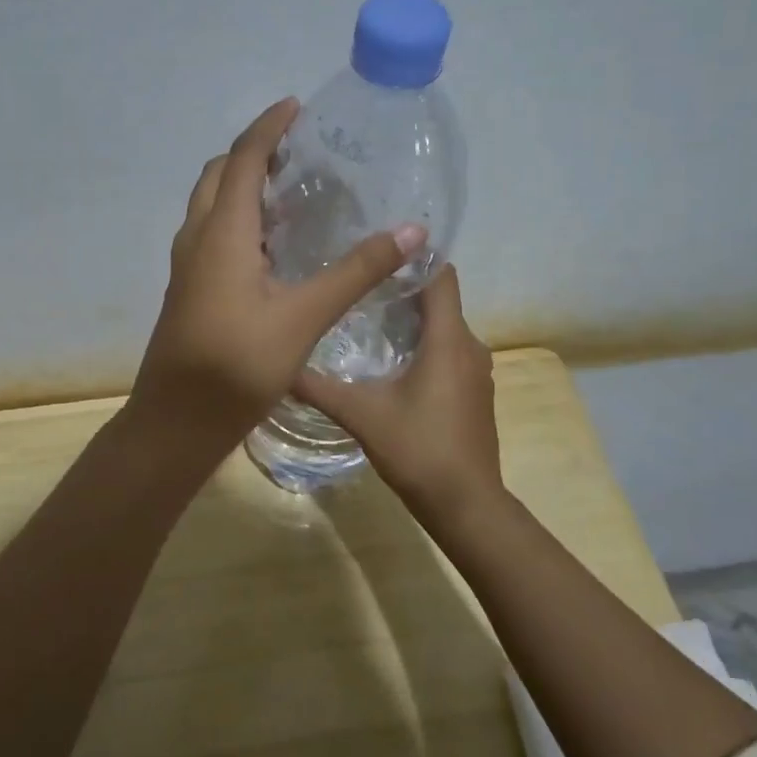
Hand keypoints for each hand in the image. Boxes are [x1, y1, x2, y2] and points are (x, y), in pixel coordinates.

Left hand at [128, 98, 424, 456]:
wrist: (177, 420)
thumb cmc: (237, 365)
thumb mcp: (303, 317)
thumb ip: (356, 272)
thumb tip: (411, 231)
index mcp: (221, 233)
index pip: (242, 160)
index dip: (268, 128)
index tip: (296, 106)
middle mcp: (197, 239)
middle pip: (218, 176)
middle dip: (252, 153)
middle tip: (297, 151)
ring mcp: (187, 266)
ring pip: (210, 206)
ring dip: (241, 186)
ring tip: (289, 190)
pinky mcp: (189, 290)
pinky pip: (211, 234)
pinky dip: (237, 219)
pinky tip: (271, 246)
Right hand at [293, 265, 503, 525]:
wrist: (466, 504)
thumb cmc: (418, 450)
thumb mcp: (361, 415)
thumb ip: (319, 388)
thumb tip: (279, 365)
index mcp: (448, 339)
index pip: (441, 276)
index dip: (414, 258)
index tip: (376, 251)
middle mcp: (470, 346)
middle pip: (439, 301)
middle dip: (401, 289)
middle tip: (355, 284)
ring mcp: (476, 372)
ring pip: (443, 329)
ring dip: (411, 321)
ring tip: (365, 318)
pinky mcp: (474, 393)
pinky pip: (449, 353)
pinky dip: (423, 347)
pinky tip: (390, 362)